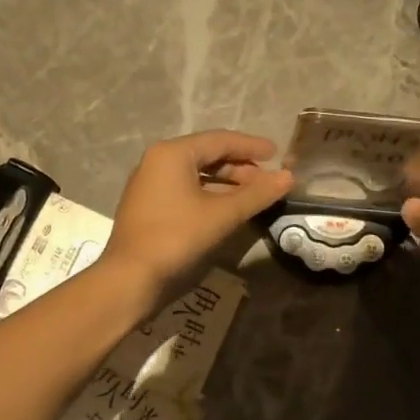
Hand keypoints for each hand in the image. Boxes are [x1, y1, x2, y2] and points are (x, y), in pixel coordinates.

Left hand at [102, 130, 294, 299]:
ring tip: (253, 196)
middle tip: (267, 181)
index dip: (251, 146)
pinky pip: (185, 190)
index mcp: (172, 153)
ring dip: (226, 183)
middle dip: (240, 166)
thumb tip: (289, 177)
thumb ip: (257, 194)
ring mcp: (149, 184)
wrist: (130, 278)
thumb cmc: (176, 238)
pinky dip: (209, 195)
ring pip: (196, 174)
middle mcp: (157, 161)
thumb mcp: (222, 215)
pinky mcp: (148, 206)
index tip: (277, 153)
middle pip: (206, 155)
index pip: (220, 140)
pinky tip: (227, 210)